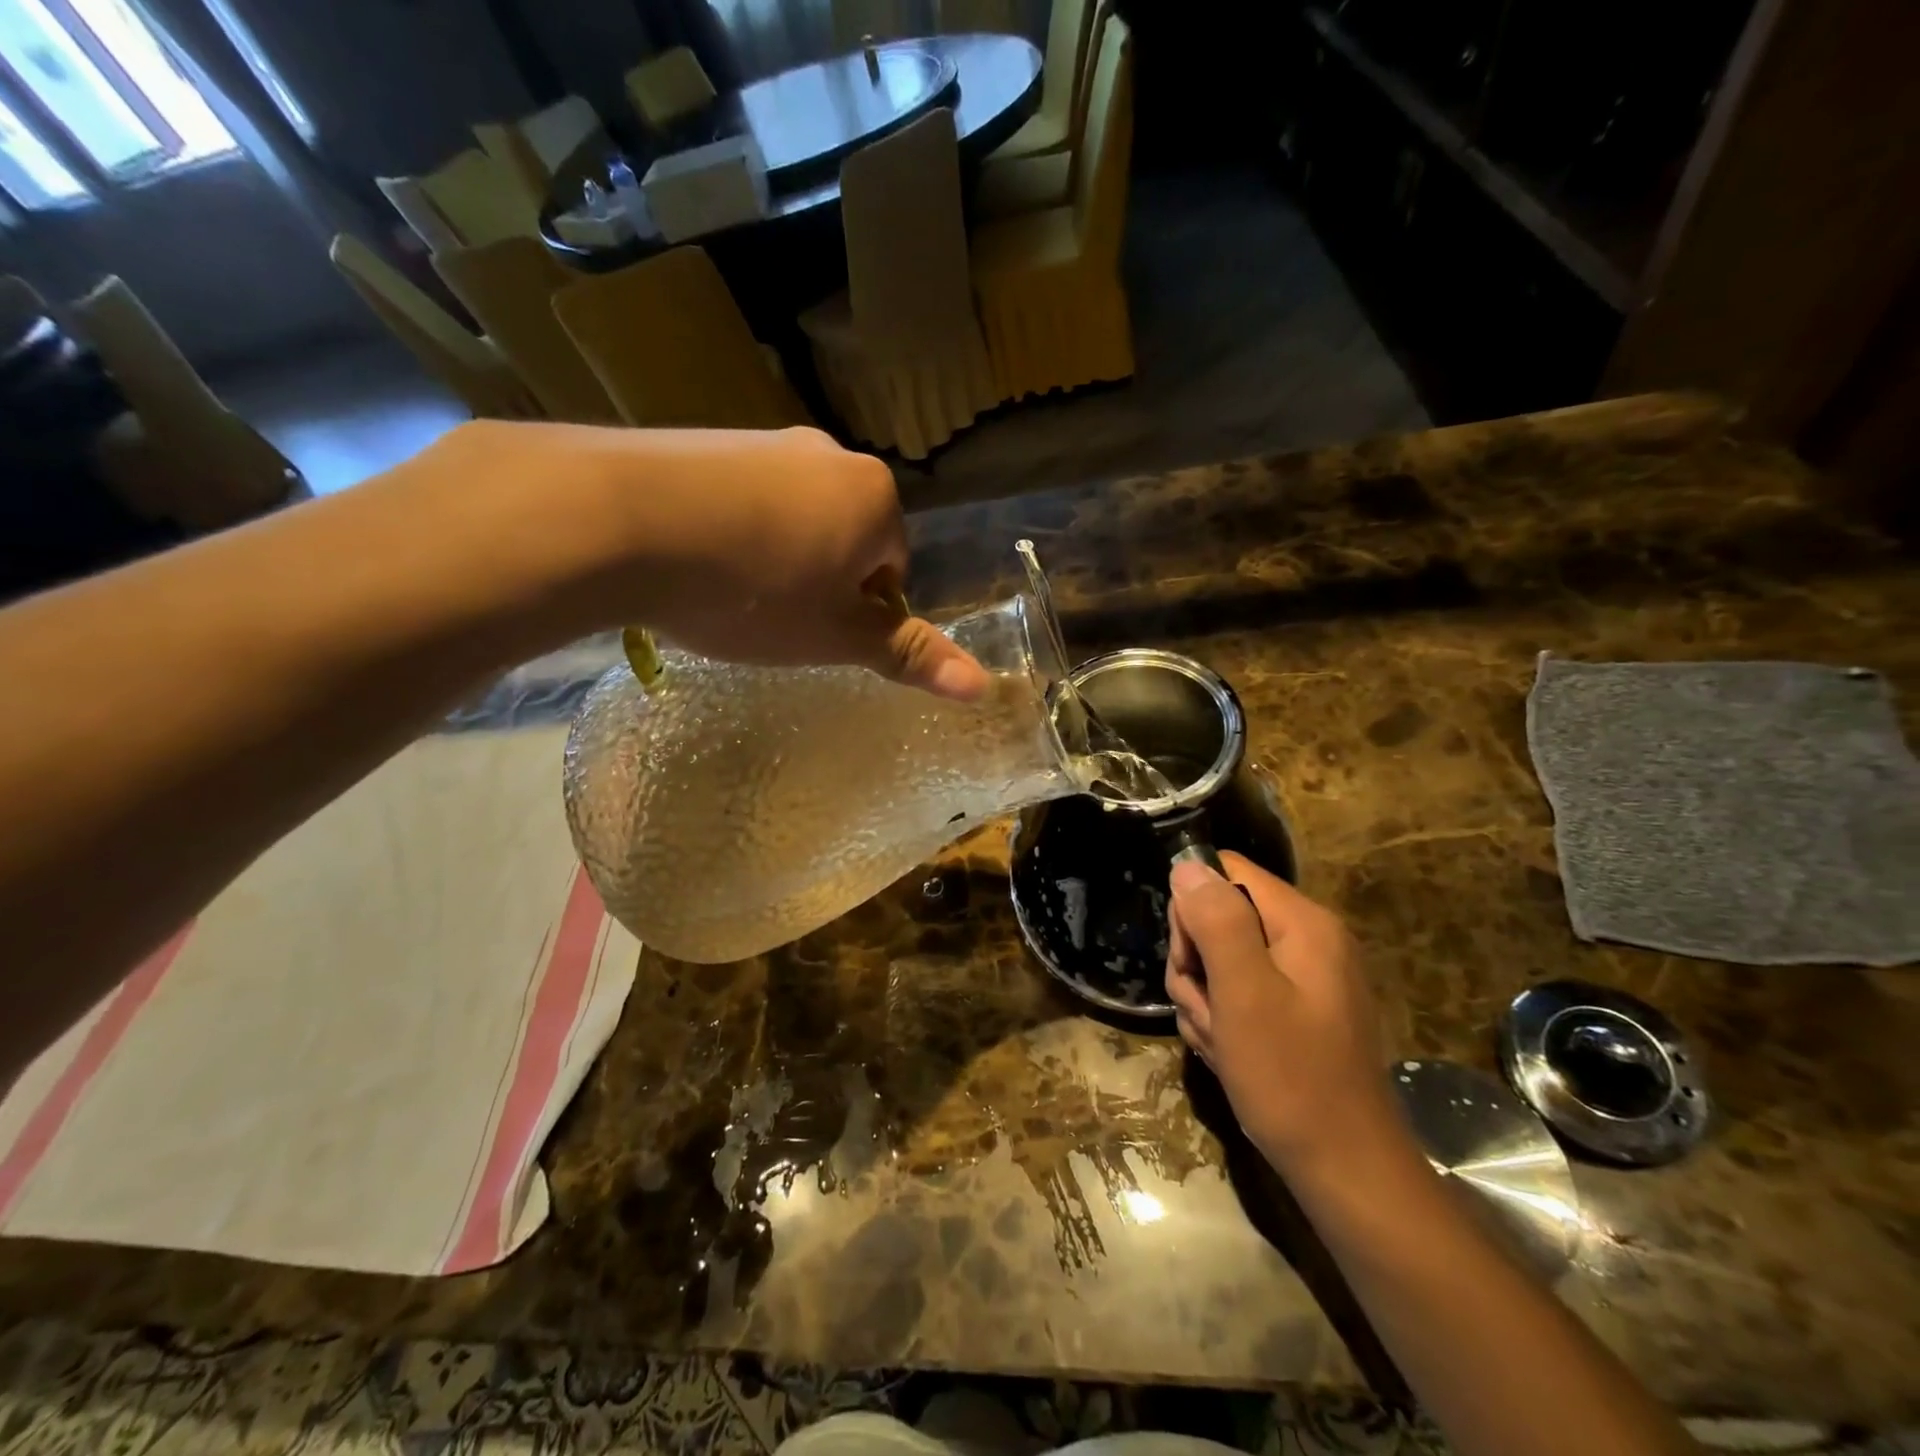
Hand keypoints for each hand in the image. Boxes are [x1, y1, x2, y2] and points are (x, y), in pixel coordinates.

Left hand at [441, 422, 988, 699]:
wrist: (618, 520)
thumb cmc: (752, 590)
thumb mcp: (835, 636)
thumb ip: (907, 654)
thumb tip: (982, 686)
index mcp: (873, 497)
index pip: (892, 568)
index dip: (859, 612)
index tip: (816, 634)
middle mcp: (826, 456)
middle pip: (844, 539)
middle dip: (819, 582)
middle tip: (774, 621)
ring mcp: (761, 441)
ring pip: (789, 519)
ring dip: (772, 560)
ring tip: (727, 597)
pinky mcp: (702, 440)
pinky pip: (738, 500)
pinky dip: (727, 534)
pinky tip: (691, 562)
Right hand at [1165, 852, 1399, 1171]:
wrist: (1346, 1171)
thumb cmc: (1291, 1077)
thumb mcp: (1244, 993)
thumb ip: (1217, 920)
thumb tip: (1188, 865)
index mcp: (1302, 923)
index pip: (1225, 873)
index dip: (1194, 910)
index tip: (1193, 961)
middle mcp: (1306, 940)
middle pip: (1219, 918)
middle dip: (1196, 964)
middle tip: (1206, 1011)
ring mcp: (1302, 978)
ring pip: (1221, 961)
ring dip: (1204, 1000)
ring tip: (1220, 1042)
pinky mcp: (1295, 1011)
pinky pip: (1239, 994)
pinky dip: (1223, 1021)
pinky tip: (1229, 1055)